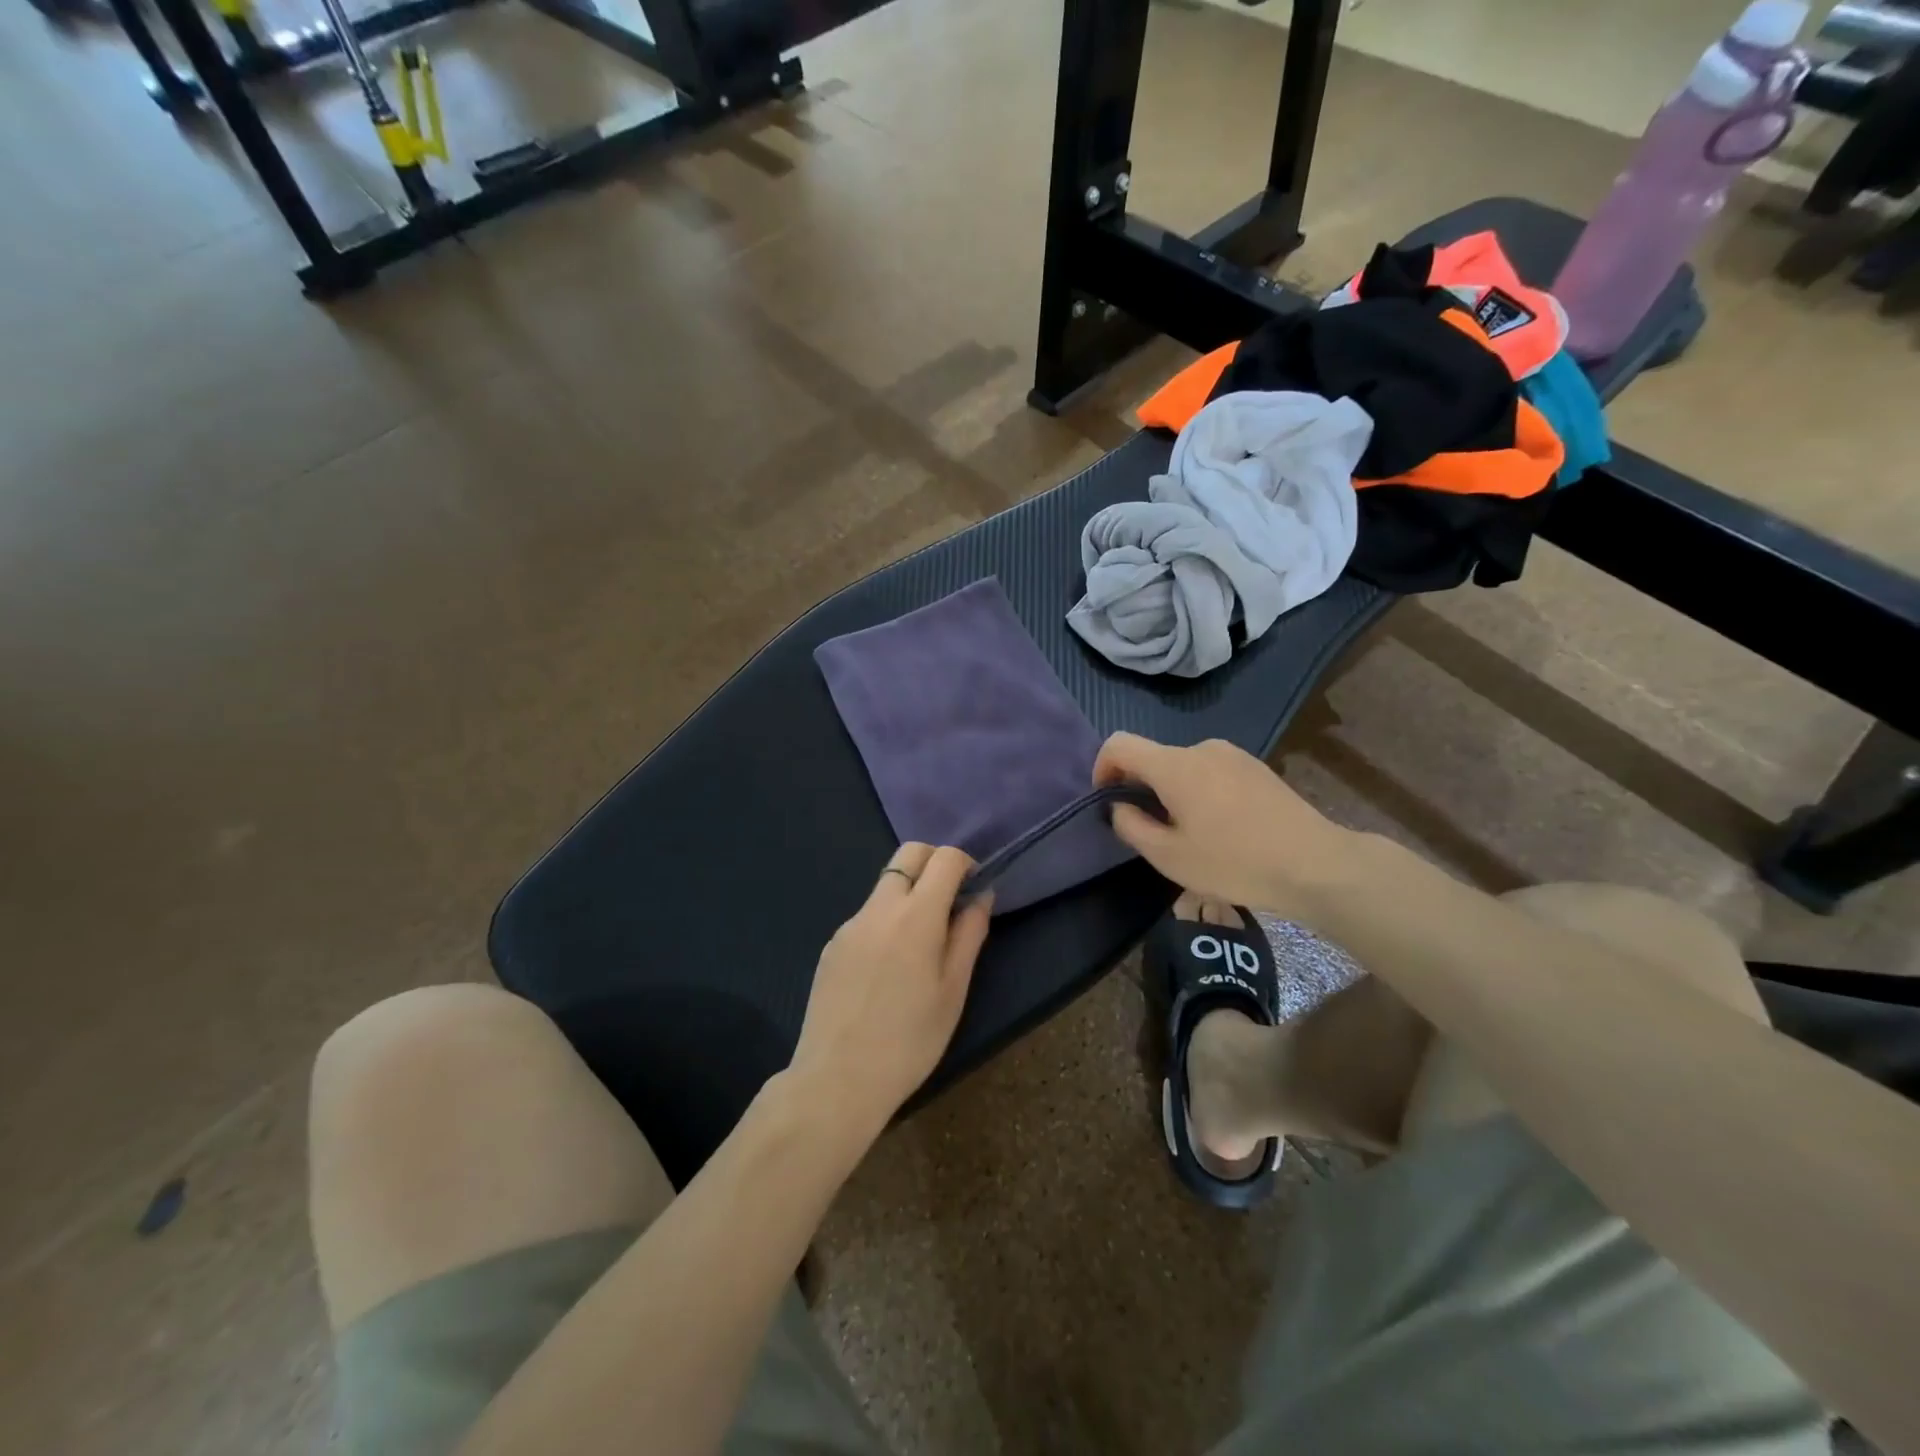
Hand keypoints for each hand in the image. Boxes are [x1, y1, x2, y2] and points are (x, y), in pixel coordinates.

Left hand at [789, 844, 992, 1145]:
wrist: (837, 1079)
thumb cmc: (910, 1040)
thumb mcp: (953, 990)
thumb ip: (969, 934)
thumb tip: (981, 896)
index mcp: (916, 915)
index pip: (945, 858)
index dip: (965, 864)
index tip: (974, 889)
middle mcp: (879, 907)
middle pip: (908, 854)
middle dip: (934, 863)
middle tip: (950, 901)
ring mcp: (850, 924)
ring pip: (885, 886)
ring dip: (909, 894)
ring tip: (920, 946)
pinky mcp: (832, 945)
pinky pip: (866, 916)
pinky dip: (886, 922)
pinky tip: (887, 970)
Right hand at [1093, 733, 1358, 914]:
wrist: (1315, 864)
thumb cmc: (1234, 862)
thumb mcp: (1169, 856)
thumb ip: (1131, 826)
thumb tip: (1120, 806)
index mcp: (1174, 765)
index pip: (1119, 744)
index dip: (1102, 768)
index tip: (1109, 801)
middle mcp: (1201, 748)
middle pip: (1153, 758)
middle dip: (1141, 789)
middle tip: (1153, 833)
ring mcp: (1233, 755)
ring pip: (1183, 767)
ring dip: (1173, 793)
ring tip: (1191, 836)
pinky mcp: (1256, 767)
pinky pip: (1211, 772)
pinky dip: (1200, 793)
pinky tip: (1222, 830)